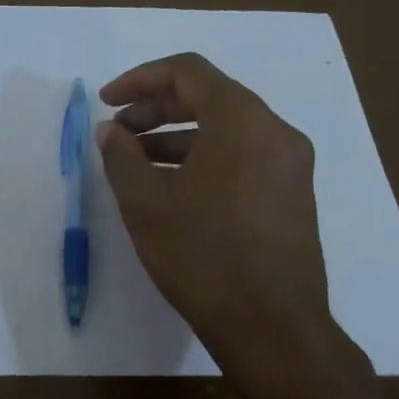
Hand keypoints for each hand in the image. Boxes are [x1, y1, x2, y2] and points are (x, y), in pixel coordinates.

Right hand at [99, 53, 350, 389]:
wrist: (272, 326)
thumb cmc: (202, 256)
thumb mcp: (146, 204)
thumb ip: (121, 156)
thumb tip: (111, 130)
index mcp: (242, 121)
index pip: (187, 72)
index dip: (140, 79)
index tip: (106, 102)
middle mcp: (274, 132)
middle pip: (209, 97)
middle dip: (156, 108)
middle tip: (117, 132)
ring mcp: (289, 164)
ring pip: (226, 129)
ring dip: (177, 136)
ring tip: (135, 163)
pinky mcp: (291, 194)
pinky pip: (241, 156)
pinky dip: (202, 158)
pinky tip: (171, 188)